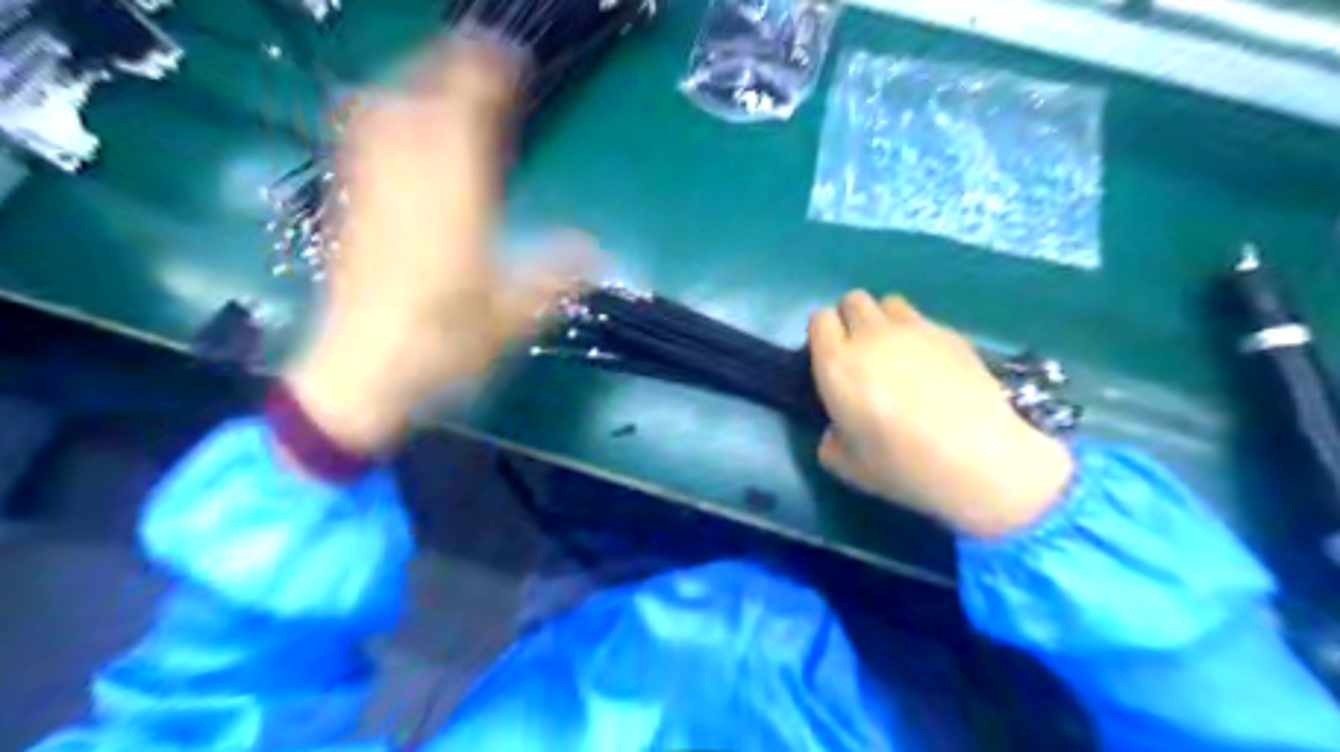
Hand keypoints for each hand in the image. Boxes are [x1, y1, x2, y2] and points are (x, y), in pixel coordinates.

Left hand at [283, 39, 575, 455]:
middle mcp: (409, 186)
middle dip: (444, 66)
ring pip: (380, 114)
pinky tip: (390, 122)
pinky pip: (358, 143)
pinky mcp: (350, 210)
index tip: (508, 58)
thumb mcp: (513, 320)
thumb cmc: (442, 347)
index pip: (466, 119)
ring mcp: (372, 194)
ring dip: (408, 83)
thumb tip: (596, 251)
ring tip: (435, 78)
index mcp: (455, 207)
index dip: (485, 78)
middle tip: (474, 57)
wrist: (362, 372)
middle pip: (416, 100)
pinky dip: (377, 116)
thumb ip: (554, 278)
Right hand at [806, 291, 1073, 537]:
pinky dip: (918, 334)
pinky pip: (923, 320)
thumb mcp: (847, 467)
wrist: (976, 458)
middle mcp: (870, 336)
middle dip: (851, 319)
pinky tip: (932, 366)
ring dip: (884, 320)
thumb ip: (830, 442)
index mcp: (837, 365)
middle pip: (852, 300)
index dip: (822, 334)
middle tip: (861, 353)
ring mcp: (914, 330)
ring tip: (896, 352)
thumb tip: (837, 431)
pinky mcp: (950, 334)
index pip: (819, 320)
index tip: (830, 357)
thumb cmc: (901, 465)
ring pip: (888, 302)